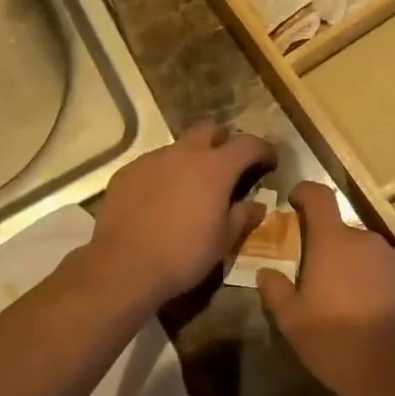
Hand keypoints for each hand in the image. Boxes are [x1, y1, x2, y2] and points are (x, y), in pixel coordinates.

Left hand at [84, 120, 277, 308]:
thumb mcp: (223, 241)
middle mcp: (183, 153)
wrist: (124, 266)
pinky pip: (153, 164)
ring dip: (191, 158)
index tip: (270, 161)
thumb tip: (256, 205)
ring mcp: (151, 159)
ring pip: (178, 146)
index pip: (248, 144)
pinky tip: (160, 199)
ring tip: (191, 186)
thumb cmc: (183, 255)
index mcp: (215, 168)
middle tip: (228, 165)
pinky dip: (164, 174)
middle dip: (223, 141)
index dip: (263, 149)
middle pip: (210, 129)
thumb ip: (242, 216)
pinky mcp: (127, 172)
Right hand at [255, 182, 394, 388]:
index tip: (295, 200)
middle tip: (319, 279)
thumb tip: (266, 272)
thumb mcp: (291, 321)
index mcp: (332, 242)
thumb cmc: (334, 341)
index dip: (305, 192)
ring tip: (351, 302)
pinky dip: (381, 284)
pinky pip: (392, 272)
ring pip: (369, 254)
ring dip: (357, 268)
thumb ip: (275, 290)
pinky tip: (376, 313)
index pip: (319, 196)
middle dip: (330, 248)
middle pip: (343, 232)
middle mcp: (367, 240)